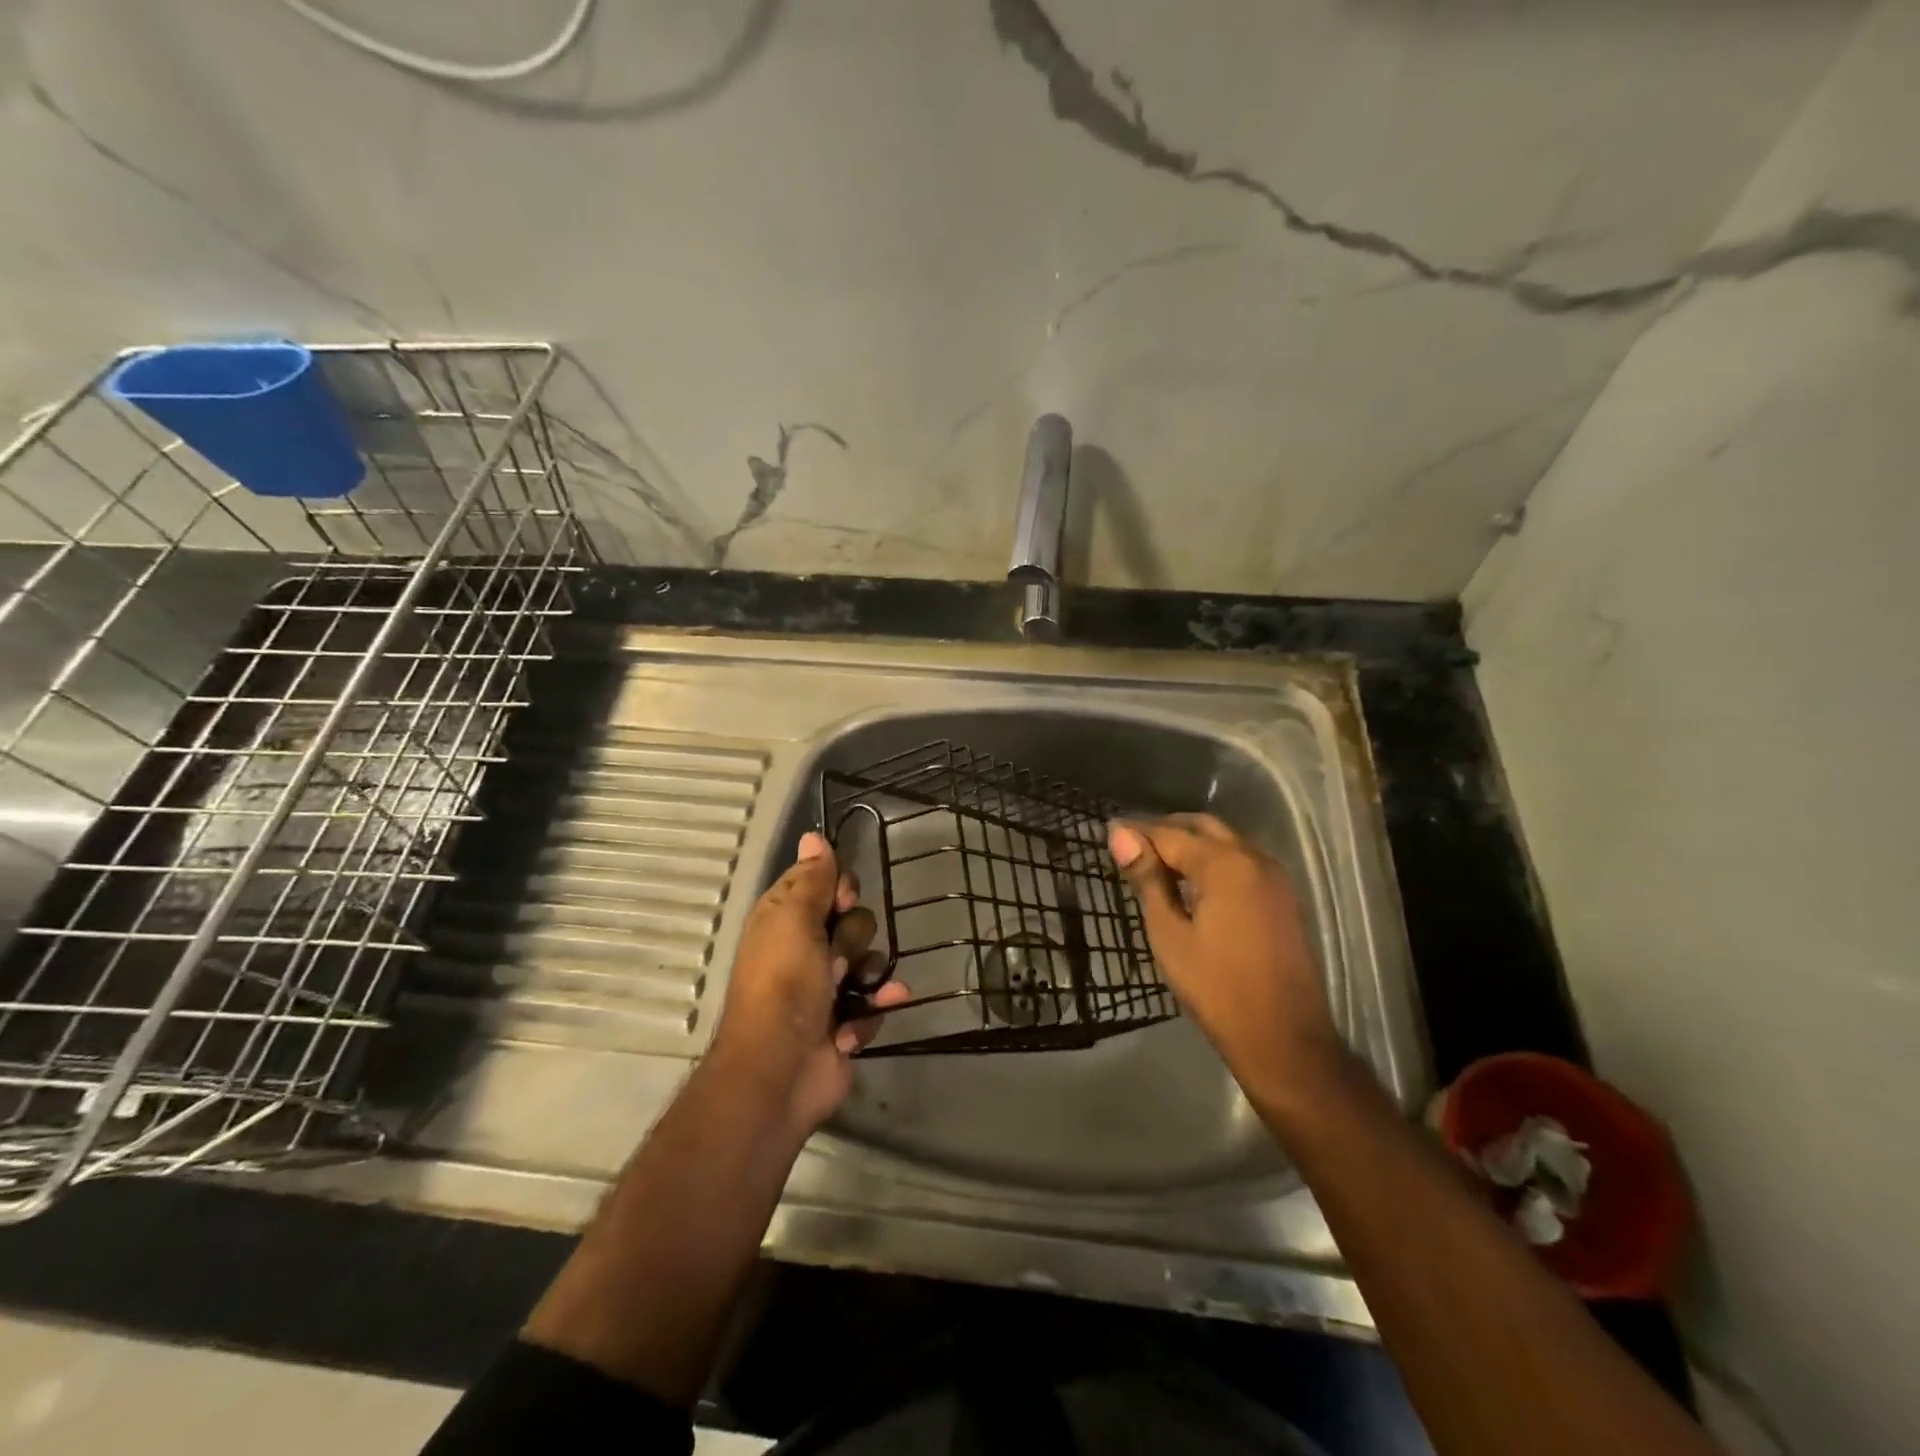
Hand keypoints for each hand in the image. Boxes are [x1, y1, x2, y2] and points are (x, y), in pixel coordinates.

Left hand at [710, 831, 909, 1135]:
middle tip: (835, 959)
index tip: (842, 900)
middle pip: (853, 920)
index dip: (839, 889)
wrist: (780, 1070)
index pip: (824, 883)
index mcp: (784, 920)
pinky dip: (872, 1009)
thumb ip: (811, 879)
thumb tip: (812, 836)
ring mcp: (827, 987)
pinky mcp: (847, 1020)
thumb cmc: (784, 985)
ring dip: (866, 976)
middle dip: (853, 938)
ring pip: (869, 960)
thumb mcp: (794, 921)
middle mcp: (805, 948)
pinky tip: (865, 1017)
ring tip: (850, 995)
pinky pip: (875, 1000)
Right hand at [1109, 814, 1345, 1108]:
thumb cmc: (1215, 988)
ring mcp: (1274, 877)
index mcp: (1224, 864)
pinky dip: (1214, 860)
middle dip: (1165, 830)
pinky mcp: (1283, 898)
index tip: (1109, 833)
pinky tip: (1193, 884)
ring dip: (1191, 843)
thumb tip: (1120, 834)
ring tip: (1156, 865)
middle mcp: (1253, 858)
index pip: (1169, 833)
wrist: (1283, 1038)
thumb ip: (1147, 879)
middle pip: (1202, 827)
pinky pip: (1242, 861)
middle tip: (1131, 847)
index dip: (1136, 832)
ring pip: (1225, 842)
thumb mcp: (1169, 933)